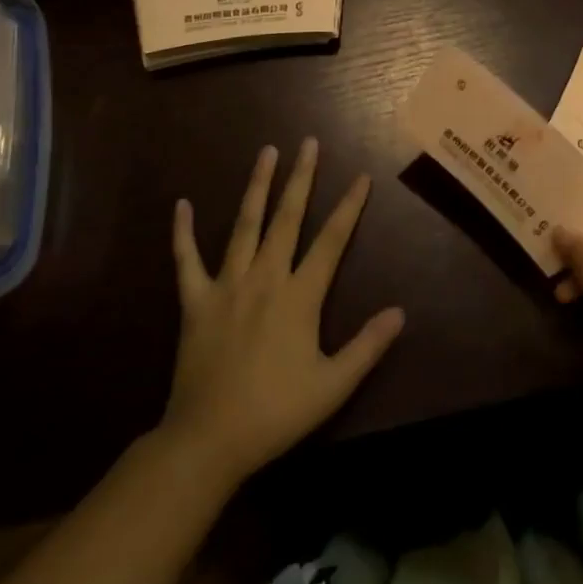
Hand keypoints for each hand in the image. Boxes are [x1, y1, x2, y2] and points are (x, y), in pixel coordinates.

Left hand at [163, 138, 403, 486]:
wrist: (208, 441)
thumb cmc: (275, 412)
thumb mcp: (332, 386)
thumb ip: (367, 346)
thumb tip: (400, 312)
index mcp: (299, 295)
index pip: (331, 241)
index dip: (349, 207)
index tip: (362, 176)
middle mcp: (265, 277)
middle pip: (287, 217)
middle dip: (301, 177)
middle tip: (309, 142)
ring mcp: (227, 285)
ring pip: (244, 224)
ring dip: (257, 185)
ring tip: (267, 151)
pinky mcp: (195, 301)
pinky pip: (186, 260)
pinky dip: (183, 233)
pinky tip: (182, 205)